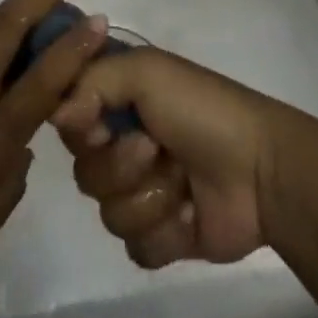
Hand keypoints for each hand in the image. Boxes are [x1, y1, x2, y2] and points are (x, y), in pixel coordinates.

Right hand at [53, 48, 291, 269]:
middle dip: (119, 164)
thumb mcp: (145, 71)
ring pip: (107, 211)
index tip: (98, 121)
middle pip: (82, 168)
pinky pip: (134, 247)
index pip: (65, 115)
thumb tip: (56, 115)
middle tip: (153, 148)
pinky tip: (189, 215)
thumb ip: (90, 80)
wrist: (261, 171)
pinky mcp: (160, 236)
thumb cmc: (201, 108)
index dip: (77, 123)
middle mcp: (120, 140)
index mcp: (115, 98)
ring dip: (147, 197)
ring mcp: (140, 190)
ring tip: (180, 182)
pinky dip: (163, 232)